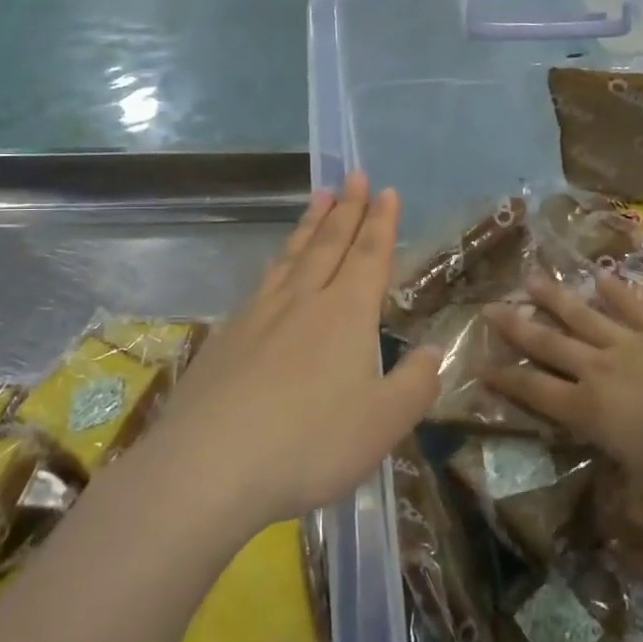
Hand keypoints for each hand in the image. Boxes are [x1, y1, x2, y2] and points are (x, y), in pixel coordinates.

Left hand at [150, 173, 441, 531]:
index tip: (386, 190)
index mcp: (346, 315)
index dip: (380, 223)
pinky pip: (261, 283)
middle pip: (329, 244)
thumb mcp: (383, 425)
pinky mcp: (226, 337)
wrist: (208, 466)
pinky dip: (277, 263)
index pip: (369, 256)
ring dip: (310, 225)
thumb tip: (434, 351)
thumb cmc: (309, 445)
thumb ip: (415, 385)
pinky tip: (273, 267)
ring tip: (318, 198)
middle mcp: (302, 302)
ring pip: (292, 257)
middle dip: (346, 208)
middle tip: (352, 175)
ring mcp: (258, 316)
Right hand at [481, 271, 642, 492]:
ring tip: (530, 279)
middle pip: (549, 344)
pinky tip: (600, 276)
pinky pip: (632, 307)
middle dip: (516, 327)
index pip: (536, 392)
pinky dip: (615, 292)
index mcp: (588, 410)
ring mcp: (628, 344)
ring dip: (554, 298)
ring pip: (582, 317)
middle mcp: (598, 370)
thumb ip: (634, 511)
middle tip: (489, 308)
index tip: (481, 366)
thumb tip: (624, 539)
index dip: (506, 380)